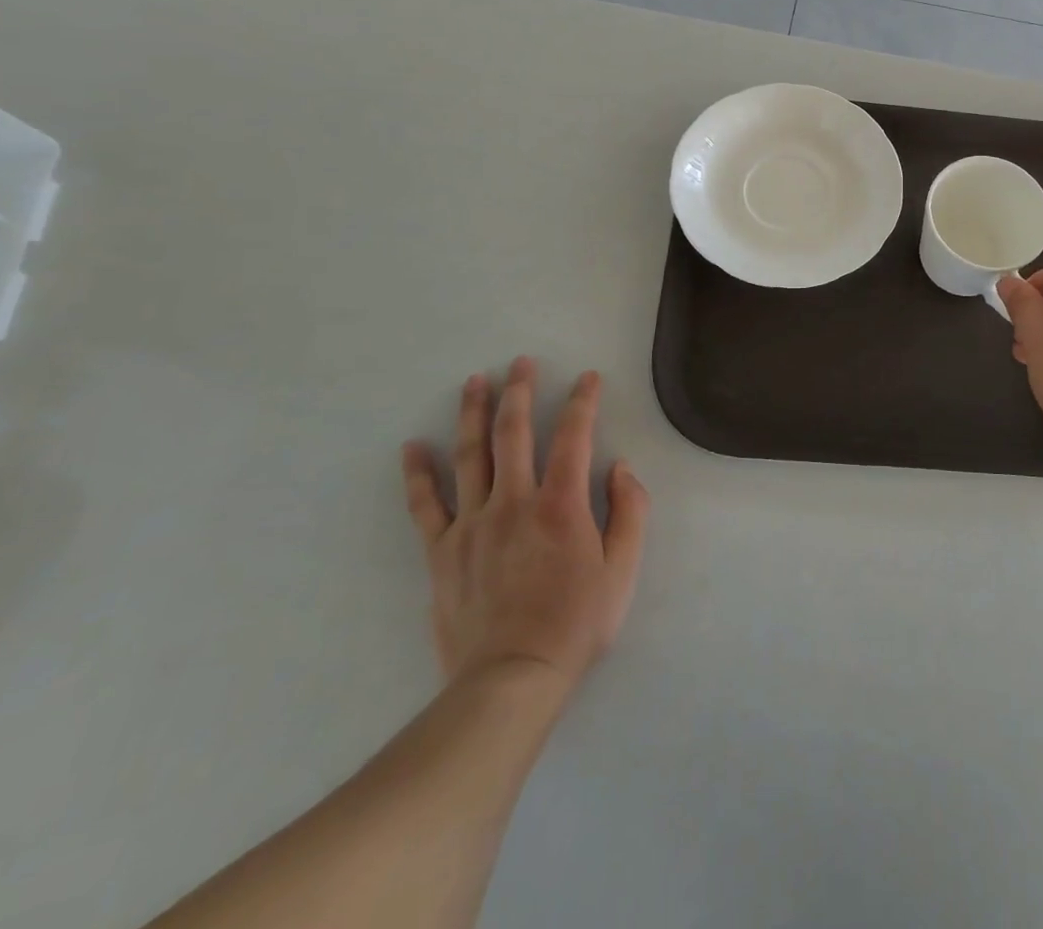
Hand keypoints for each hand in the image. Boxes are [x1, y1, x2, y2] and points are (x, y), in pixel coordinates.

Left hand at [401, 358, 649, 692]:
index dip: (582, 401)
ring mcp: (472, 525)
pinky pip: (425, 505)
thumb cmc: (575, 623)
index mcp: (562, 504)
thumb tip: (620, 467)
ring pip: (470, 456)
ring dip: (473, 413)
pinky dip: (418, 474)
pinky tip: (412, 447)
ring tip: (474, 381)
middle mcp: (514, 502)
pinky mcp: (442, 551)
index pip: (573, 436)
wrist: (511, 679)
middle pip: (514, 433)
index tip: (587, 377)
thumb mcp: (623, 569)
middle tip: (520, 362)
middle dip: (519, 391)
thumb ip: (630, 512)